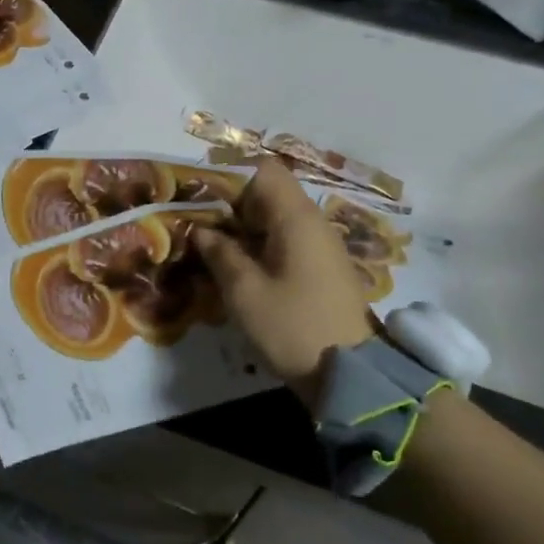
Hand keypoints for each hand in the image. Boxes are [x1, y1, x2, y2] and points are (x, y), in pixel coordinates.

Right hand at [193, 159, 373, 409]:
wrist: (351, 375)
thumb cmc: (292, 326)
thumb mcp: (244, 291)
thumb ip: (220, 253)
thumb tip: (201, 230)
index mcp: (295, 217)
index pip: (262, 169)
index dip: (227, 173)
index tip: (196, 191)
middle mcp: (312, 221)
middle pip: (267, 191)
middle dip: (228, 201)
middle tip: (193, 219)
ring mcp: (319, 245)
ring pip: (274, 216)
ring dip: (241, 224)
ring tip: (207, 242)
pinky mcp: (320, 267)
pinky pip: (284, 238)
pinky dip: (257, 242)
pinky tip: (234, 263)